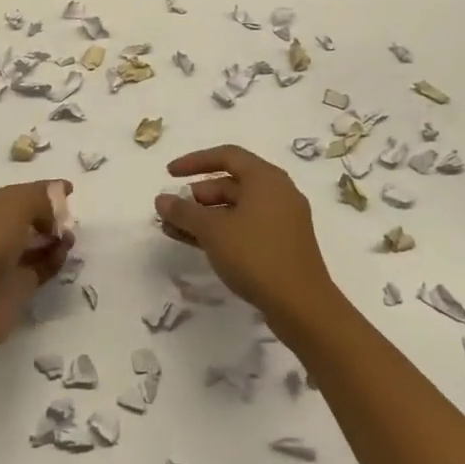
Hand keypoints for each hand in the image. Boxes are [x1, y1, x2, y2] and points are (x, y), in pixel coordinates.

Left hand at [0, 181, 73, 364]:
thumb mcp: (13, 207)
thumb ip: (40, 198)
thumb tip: (58, 200)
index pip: (16, 194)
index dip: (42, 190)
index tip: (70, 190)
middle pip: (26, 218)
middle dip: (50, 215)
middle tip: (70, 218)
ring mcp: (2, 263)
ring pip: (34, 244)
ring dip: (55, 237)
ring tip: (70, 237)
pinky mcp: (15, 289)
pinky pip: (40, 268)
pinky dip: (54, 260)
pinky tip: (65, 254)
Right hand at [155, 145, 341, 339]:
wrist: (303, 308)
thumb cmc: (256, 255)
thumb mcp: (213, 230)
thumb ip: (184, 211)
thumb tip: (161, 200)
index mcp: (266, 178)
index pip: (226, 155)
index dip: (194, 161)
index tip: (169, 174)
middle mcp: (277, 193)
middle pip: (230, 183)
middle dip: (196, 196)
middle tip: (172, 211)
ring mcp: (282, 220)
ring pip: (235, 209)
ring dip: (204, 217)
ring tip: (173, 230)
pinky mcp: (282, 245)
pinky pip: (245, 227)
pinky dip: (220, 231)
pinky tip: (195, 243)